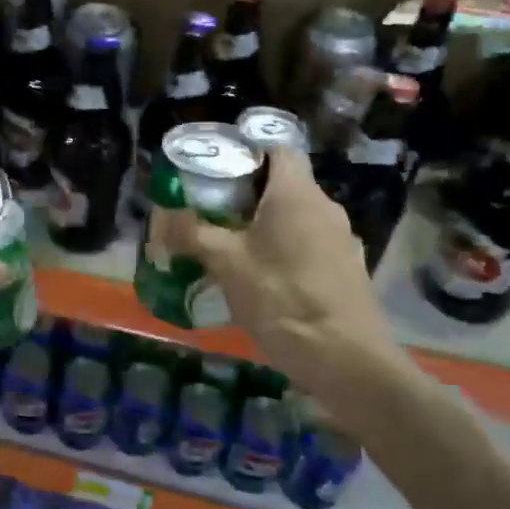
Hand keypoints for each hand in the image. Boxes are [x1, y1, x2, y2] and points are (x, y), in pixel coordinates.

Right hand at [154, 148, 412, 423]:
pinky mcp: (347, 271)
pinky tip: (263, 281)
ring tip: (231, 249)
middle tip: (210, 213)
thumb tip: (161, 217)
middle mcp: (325, 208)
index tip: (216, 170)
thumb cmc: (281, 297)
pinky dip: (285, 253)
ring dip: (265, 228)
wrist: (345, 359)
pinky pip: (309, 247)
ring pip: (296, 220)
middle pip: (283, 186)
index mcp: (297, 194)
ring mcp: (342, 241)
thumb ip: (192, 234)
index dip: (246, 152)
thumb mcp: (225, 264)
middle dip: (245, 196)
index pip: (277, 149)